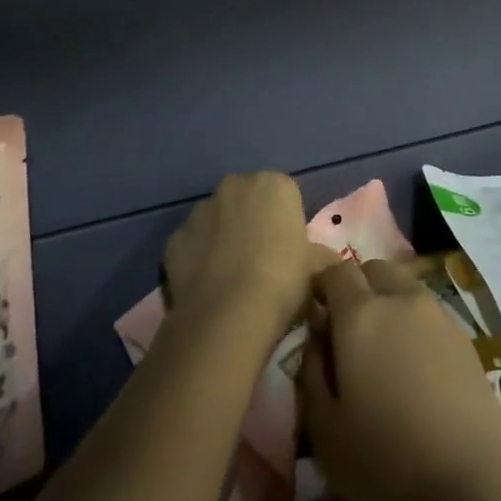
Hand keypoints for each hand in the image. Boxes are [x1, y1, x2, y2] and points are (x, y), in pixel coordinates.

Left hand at [163, 171, 323, 333]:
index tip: (288, 251)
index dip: (286, 224)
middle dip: (252, 222)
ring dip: (223, 237)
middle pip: (248, 200)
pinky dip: (198, 258)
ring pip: (216, 218)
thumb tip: (326, 260)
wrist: (228, 315)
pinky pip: (192, 243)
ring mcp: (200, 209)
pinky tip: (207, 286)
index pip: (284, 196)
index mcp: (275, 184)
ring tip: (231, 278)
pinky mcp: (174, 237)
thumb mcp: (314, 270)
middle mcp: (235, 185)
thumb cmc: (282, 282)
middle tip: (261, 261)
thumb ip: (319, 256)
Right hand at [298, 260, 500, 500]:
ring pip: (404, 287)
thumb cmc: (387, 464)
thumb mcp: (325, 430)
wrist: (475, 490)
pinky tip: (414, 368)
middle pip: (373, 270)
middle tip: (347, 332)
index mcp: (360, 314)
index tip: (314, 312)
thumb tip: (316, 338)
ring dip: (388, 302)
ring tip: (383, 351)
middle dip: (356, 288)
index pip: (336, 271)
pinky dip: (414, 324)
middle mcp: (400, 299)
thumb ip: (311, 372)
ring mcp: (438, 315)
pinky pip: (429, 312)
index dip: (321, 285)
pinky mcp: (466, 339)